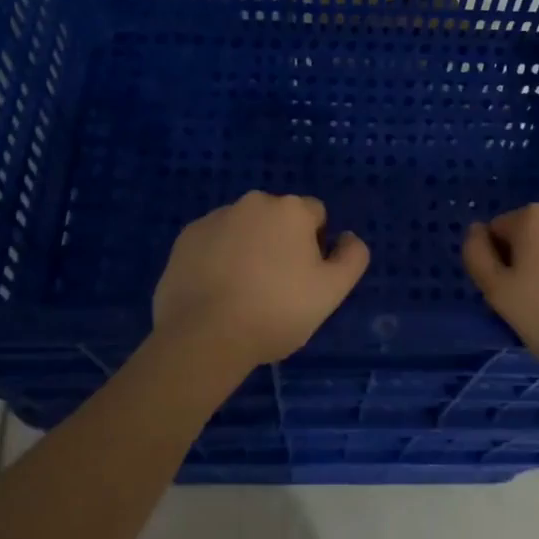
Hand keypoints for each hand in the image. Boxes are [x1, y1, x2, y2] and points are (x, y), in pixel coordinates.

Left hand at [152, 191, 369, 369]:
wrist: (204, 336)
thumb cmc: (276, 311)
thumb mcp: (332, 291)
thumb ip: (352, 257)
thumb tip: (348, 237)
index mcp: (291, 209)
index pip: (315, 216)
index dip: (316, 245)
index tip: (305, 278)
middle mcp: (253, 202)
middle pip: (278, 219)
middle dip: (280, 243)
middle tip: (276, 287)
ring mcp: (214, 217)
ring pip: (243, 228)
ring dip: (248, 248)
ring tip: (243, 292)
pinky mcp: (185, 237)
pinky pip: (213, 242)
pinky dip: (218, 258)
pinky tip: (216, 291)